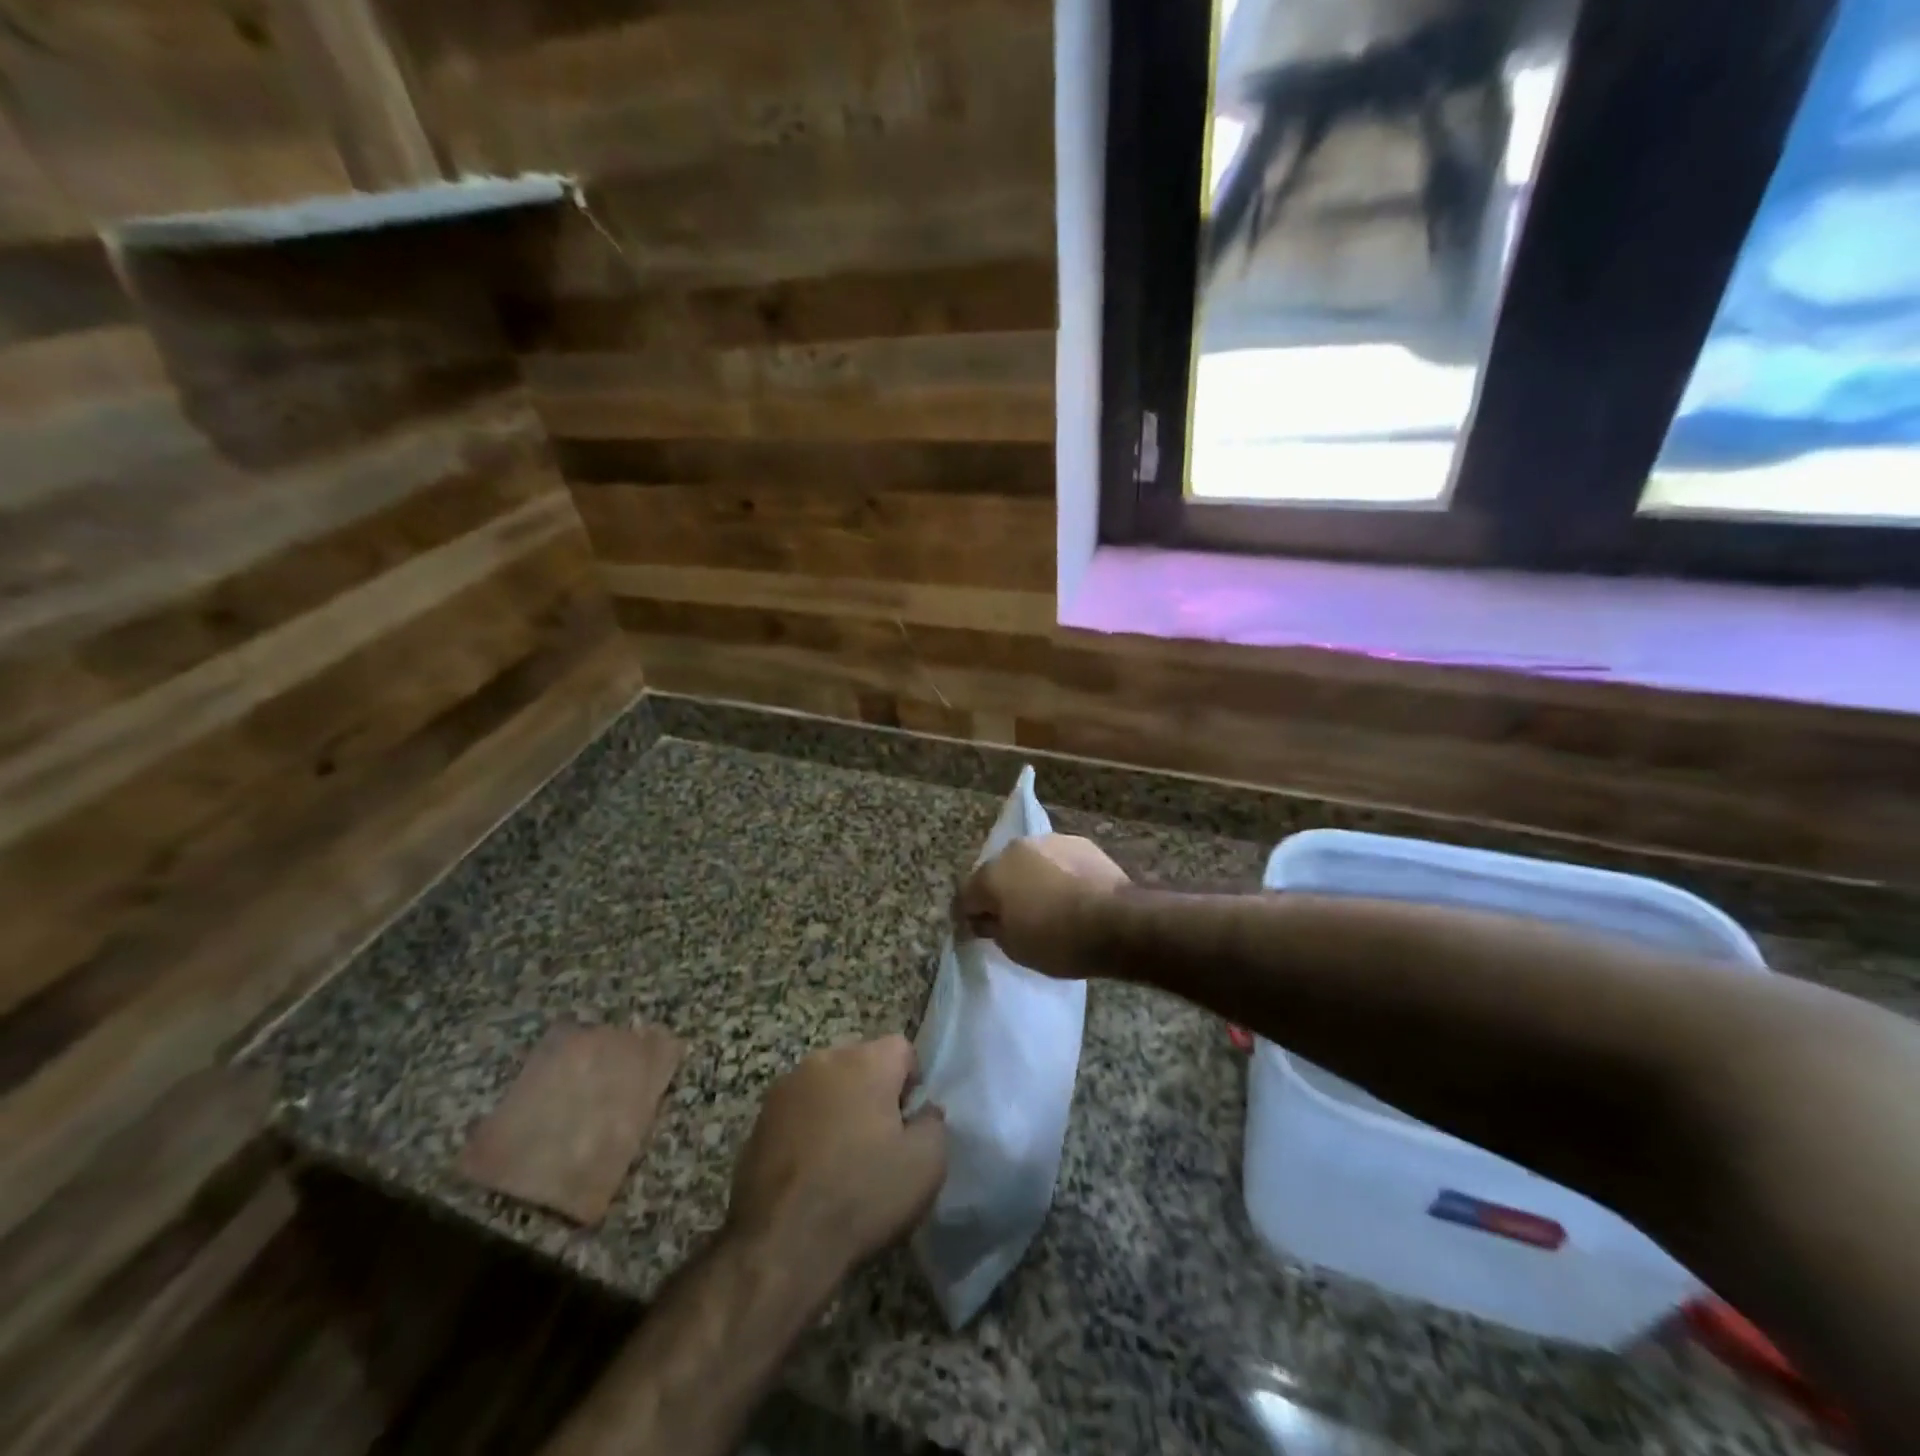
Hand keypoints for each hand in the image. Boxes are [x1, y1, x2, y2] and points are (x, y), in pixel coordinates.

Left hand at [727, 1036, 946, 1285]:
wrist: (782, 1244)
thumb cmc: (863, 1195)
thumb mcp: (927, 1164)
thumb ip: (934, 1123)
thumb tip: (924, 1112)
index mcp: (866, 1061)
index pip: (901, 1048)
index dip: (911, 1083)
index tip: (908, 1123)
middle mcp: (823, 1060)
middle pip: (861, 1062)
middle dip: (873, 1092)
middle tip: (880, 1142)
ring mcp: (785, 1088)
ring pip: (826, 1086)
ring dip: (838, 1109)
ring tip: (842, 1159)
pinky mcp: (758, 1120)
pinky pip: (797, 1113)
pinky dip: (808, 1131)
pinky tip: (810, 1173)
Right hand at [954, 834, 1129, 979]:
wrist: (1117, 921)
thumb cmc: (1058, 941)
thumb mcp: (1015, 948)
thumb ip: (993, 928)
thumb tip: (987, 918)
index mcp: (991, 875)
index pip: (966, 895)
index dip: (968, 916)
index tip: (977, 932)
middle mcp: (1015, 849)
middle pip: (997, 873)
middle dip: (1000, 893)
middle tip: (1013, 918)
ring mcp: (1048, 841)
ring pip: (1028, 862)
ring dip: (1030, 879)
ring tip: (1046, 904)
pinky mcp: (1079, 842)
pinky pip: (1057, 860)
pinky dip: (1057, 874)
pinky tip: (1071, 893)